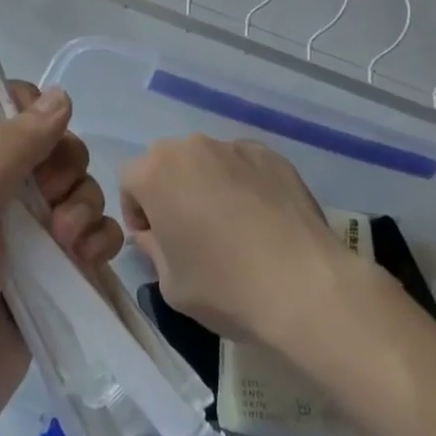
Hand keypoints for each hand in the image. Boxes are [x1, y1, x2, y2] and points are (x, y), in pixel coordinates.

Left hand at [0, 83, 122, 435]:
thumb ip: (8, 150)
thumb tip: (61, 96)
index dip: (29, 113)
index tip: (43, 138)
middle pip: (51, 146)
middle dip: (64, 169)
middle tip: (51, 201)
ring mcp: (21, 231)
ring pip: (76, 188)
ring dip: (84, 207)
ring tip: (67, 245)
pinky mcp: (51, 270)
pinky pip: (91, 233)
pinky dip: (98, 240)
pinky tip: (86, 261)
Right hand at [119, 136, 350, 348]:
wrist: (305, 288)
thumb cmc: (224, 287)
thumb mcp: (169, 283)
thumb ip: (152, 248)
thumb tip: (153, 234)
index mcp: (156, 173)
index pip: (130, 180)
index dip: (137, 211)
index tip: (156, 240)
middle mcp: (192, 147)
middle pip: (168, 164)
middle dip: (170, 191)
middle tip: (189, 231)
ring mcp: (236, 147)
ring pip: (207, 161)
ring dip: (206, 184)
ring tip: (230, 224)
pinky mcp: (273, 156)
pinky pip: (244, 165)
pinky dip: (243, 183)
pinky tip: (261, 219)